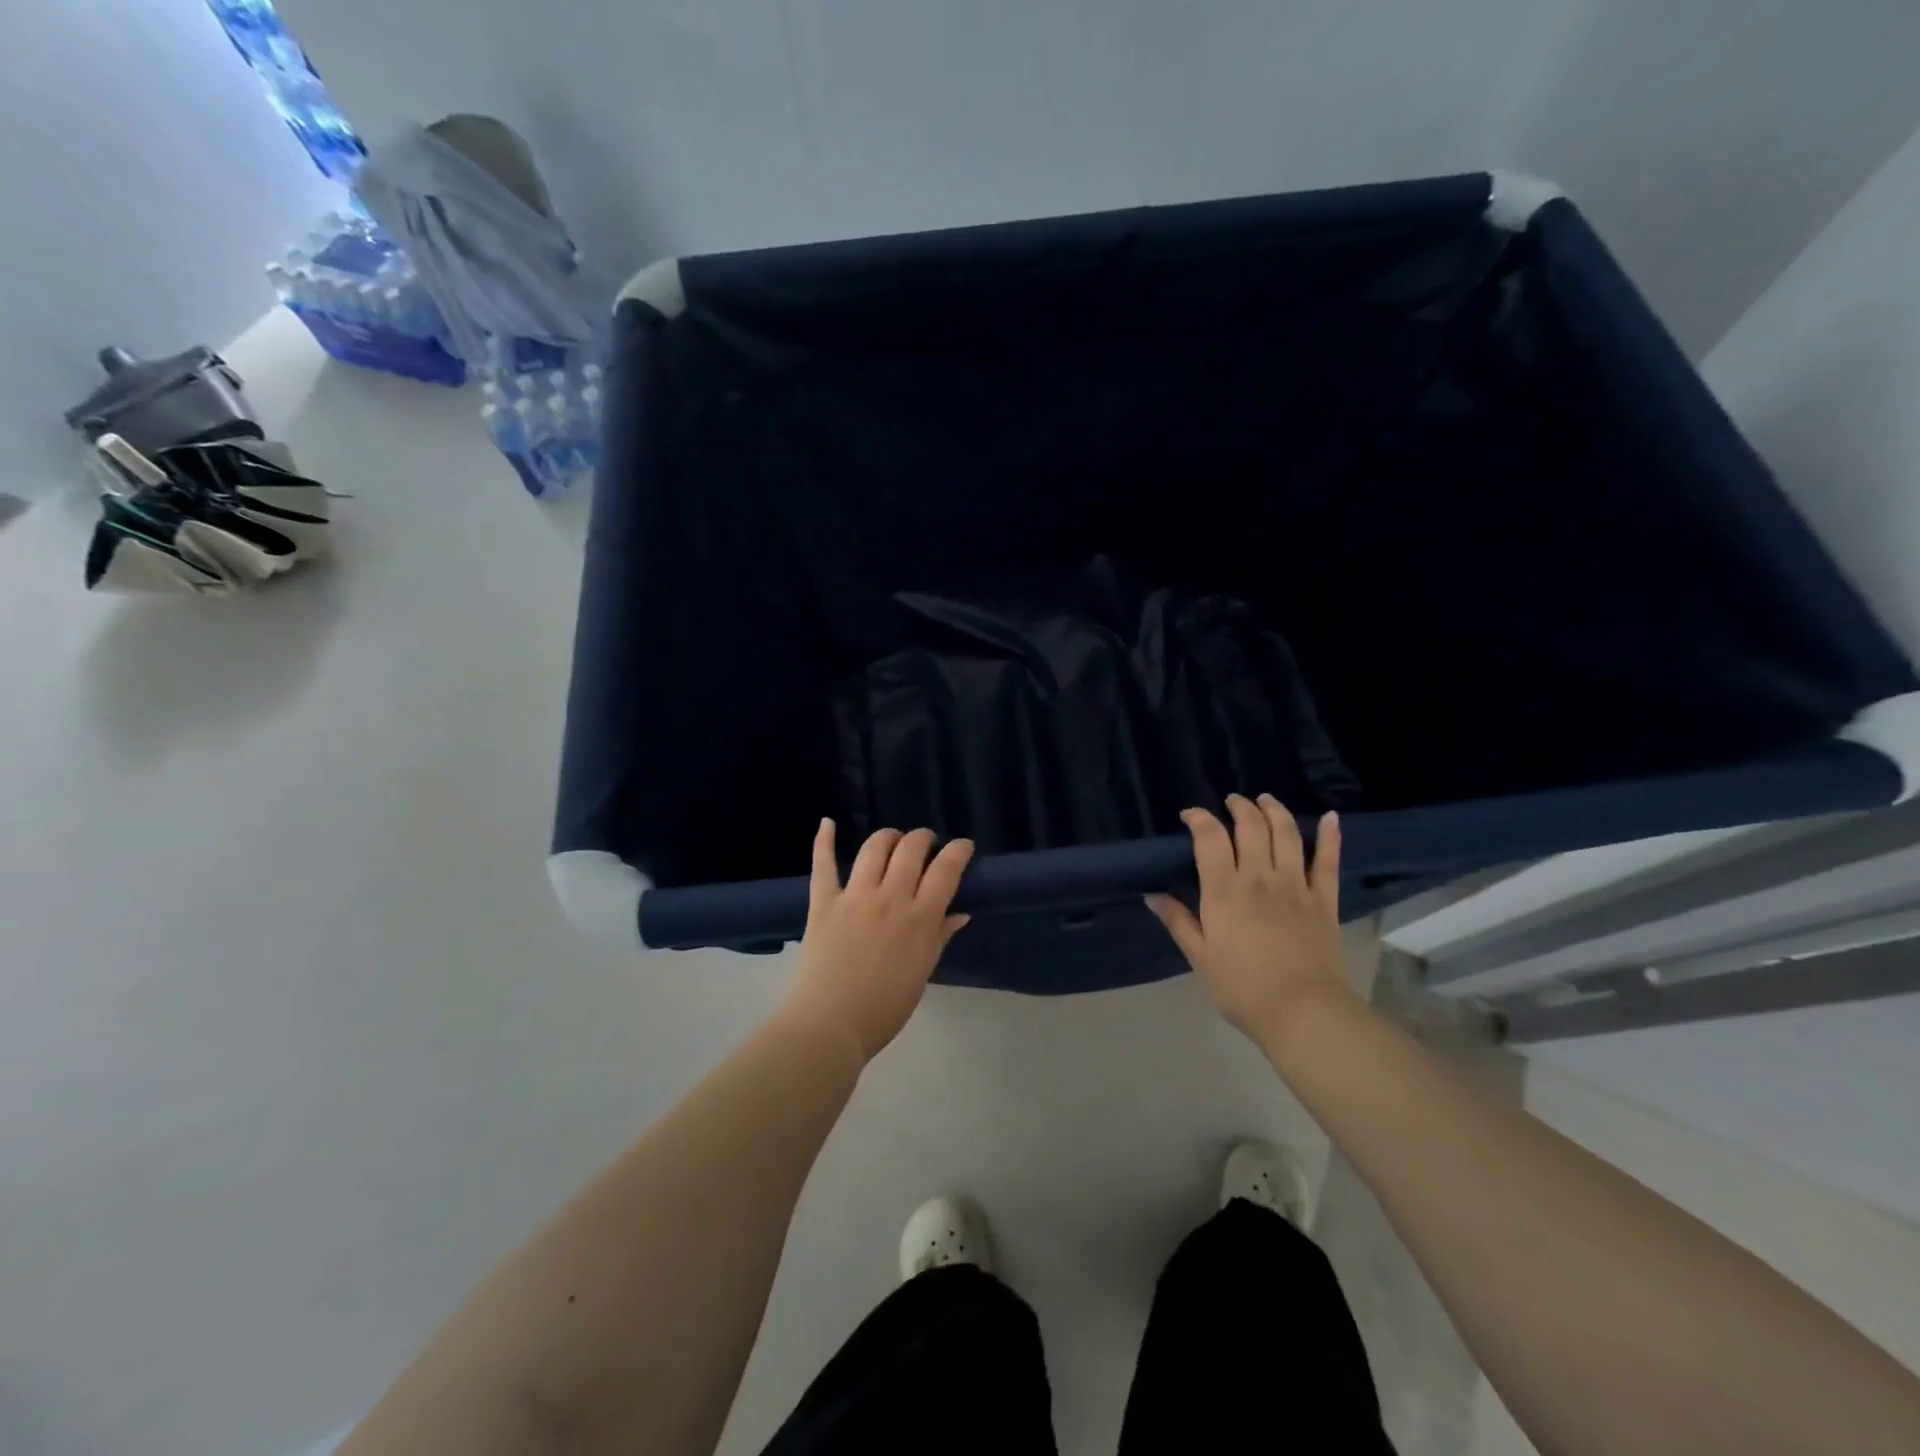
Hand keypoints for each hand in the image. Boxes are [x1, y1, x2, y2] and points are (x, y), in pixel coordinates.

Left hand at [783, 820, 973, 1064]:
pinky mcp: (823, 903)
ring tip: (893, 840)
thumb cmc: (883, 1009)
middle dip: (923, 838)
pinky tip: (827, 823)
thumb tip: (960, 913)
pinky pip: (823, 865)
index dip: (958, 851)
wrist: (829, 1025)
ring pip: (874, 848)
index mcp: (920, 919)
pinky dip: (823, 841)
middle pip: (911, 850)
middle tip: (926, 844)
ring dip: (888, 837)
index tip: (963, 846)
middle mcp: (890, 898)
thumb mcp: (921, 974)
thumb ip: (939, 938)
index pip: (946, 870)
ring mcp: (854, 896)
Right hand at [1146, 795, 1350, 1042]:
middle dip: (1239, 807)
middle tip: (1232, 802)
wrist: (1302, 1011)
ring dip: (1275, 811)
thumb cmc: (1242, 987)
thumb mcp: (1199, 957)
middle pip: (1251, 827)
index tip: (1190, 815)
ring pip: (1287, 834)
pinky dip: (1331, 836)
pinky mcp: (1324, 900)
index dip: (1199, 818)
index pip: (1210, 838)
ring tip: (1265, 800)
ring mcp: (1296, 886)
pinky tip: (1331, 817)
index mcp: (1224, 891)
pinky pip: (1329, 861)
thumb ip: (1178, 921)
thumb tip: (1152, 895)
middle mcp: (1259, 878)